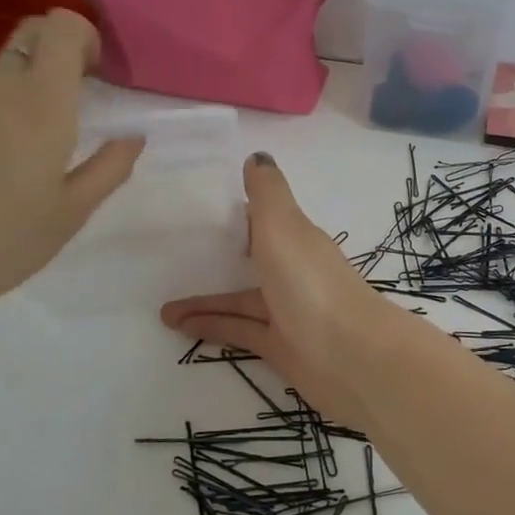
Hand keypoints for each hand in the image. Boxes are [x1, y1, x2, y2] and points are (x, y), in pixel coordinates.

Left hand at [0, 10, 142, 318]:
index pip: (60, 27)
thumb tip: (132, 137)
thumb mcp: (71, 212)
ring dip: (33, 90)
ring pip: (5, 73)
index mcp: (40, 102)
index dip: (87, 37)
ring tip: (45, 150)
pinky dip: (4, 116)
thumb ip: (109, 168)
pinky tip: (3, 171)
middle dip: (62, 50)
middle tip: (82, 99)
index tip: (101, 76)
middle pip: (31, 35)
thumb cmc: (2, 240)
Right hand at [160, 153, 398, 427]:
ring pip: (240, 301)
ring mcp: (288, 311)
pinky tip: (179, 326)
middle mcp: (293, 272)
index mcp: (297, 239)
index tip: (202, 208)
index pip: (266, 220)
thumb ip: (267, 193)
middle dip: (218, 259)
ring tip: (162, 308)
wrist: (352, 358)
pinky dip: (211, 326)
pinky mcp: (280, 347)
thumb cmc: (311, 282)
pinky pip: (238, 331)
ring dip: (204, 301)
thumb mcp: (284, 226)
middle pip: (252, 260)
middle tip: (173, 259)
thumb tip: (257, 156)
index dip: (239, 212)